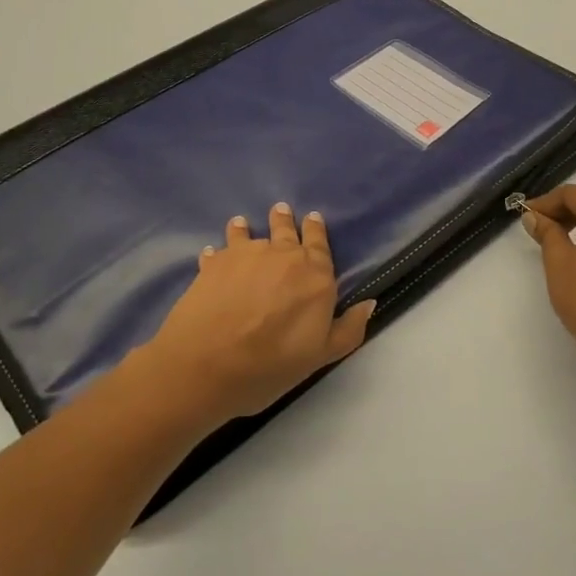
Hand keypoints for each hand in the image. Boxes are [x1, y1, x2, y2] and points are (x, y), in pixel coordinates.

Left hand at [138, 203, 375, 425]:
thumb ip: (348, 329)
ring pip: (249, 233)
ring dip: (248, 228)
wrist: (206, 364)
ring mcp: (246, 254)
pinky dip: (217, 250)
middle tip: (281, 210)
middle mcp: (283, 255)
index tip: (313, 218)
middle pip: (285, 230)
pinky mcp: (214, 263)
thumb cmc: (269, 365)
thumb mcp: (320, 357)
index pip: (319, 243)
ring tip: (243, 223)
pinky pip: (218, 250)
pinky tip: (211, 253)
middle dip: (285, 220)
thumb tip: (369, 303)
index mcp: (315, 275)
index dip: (316, 230)